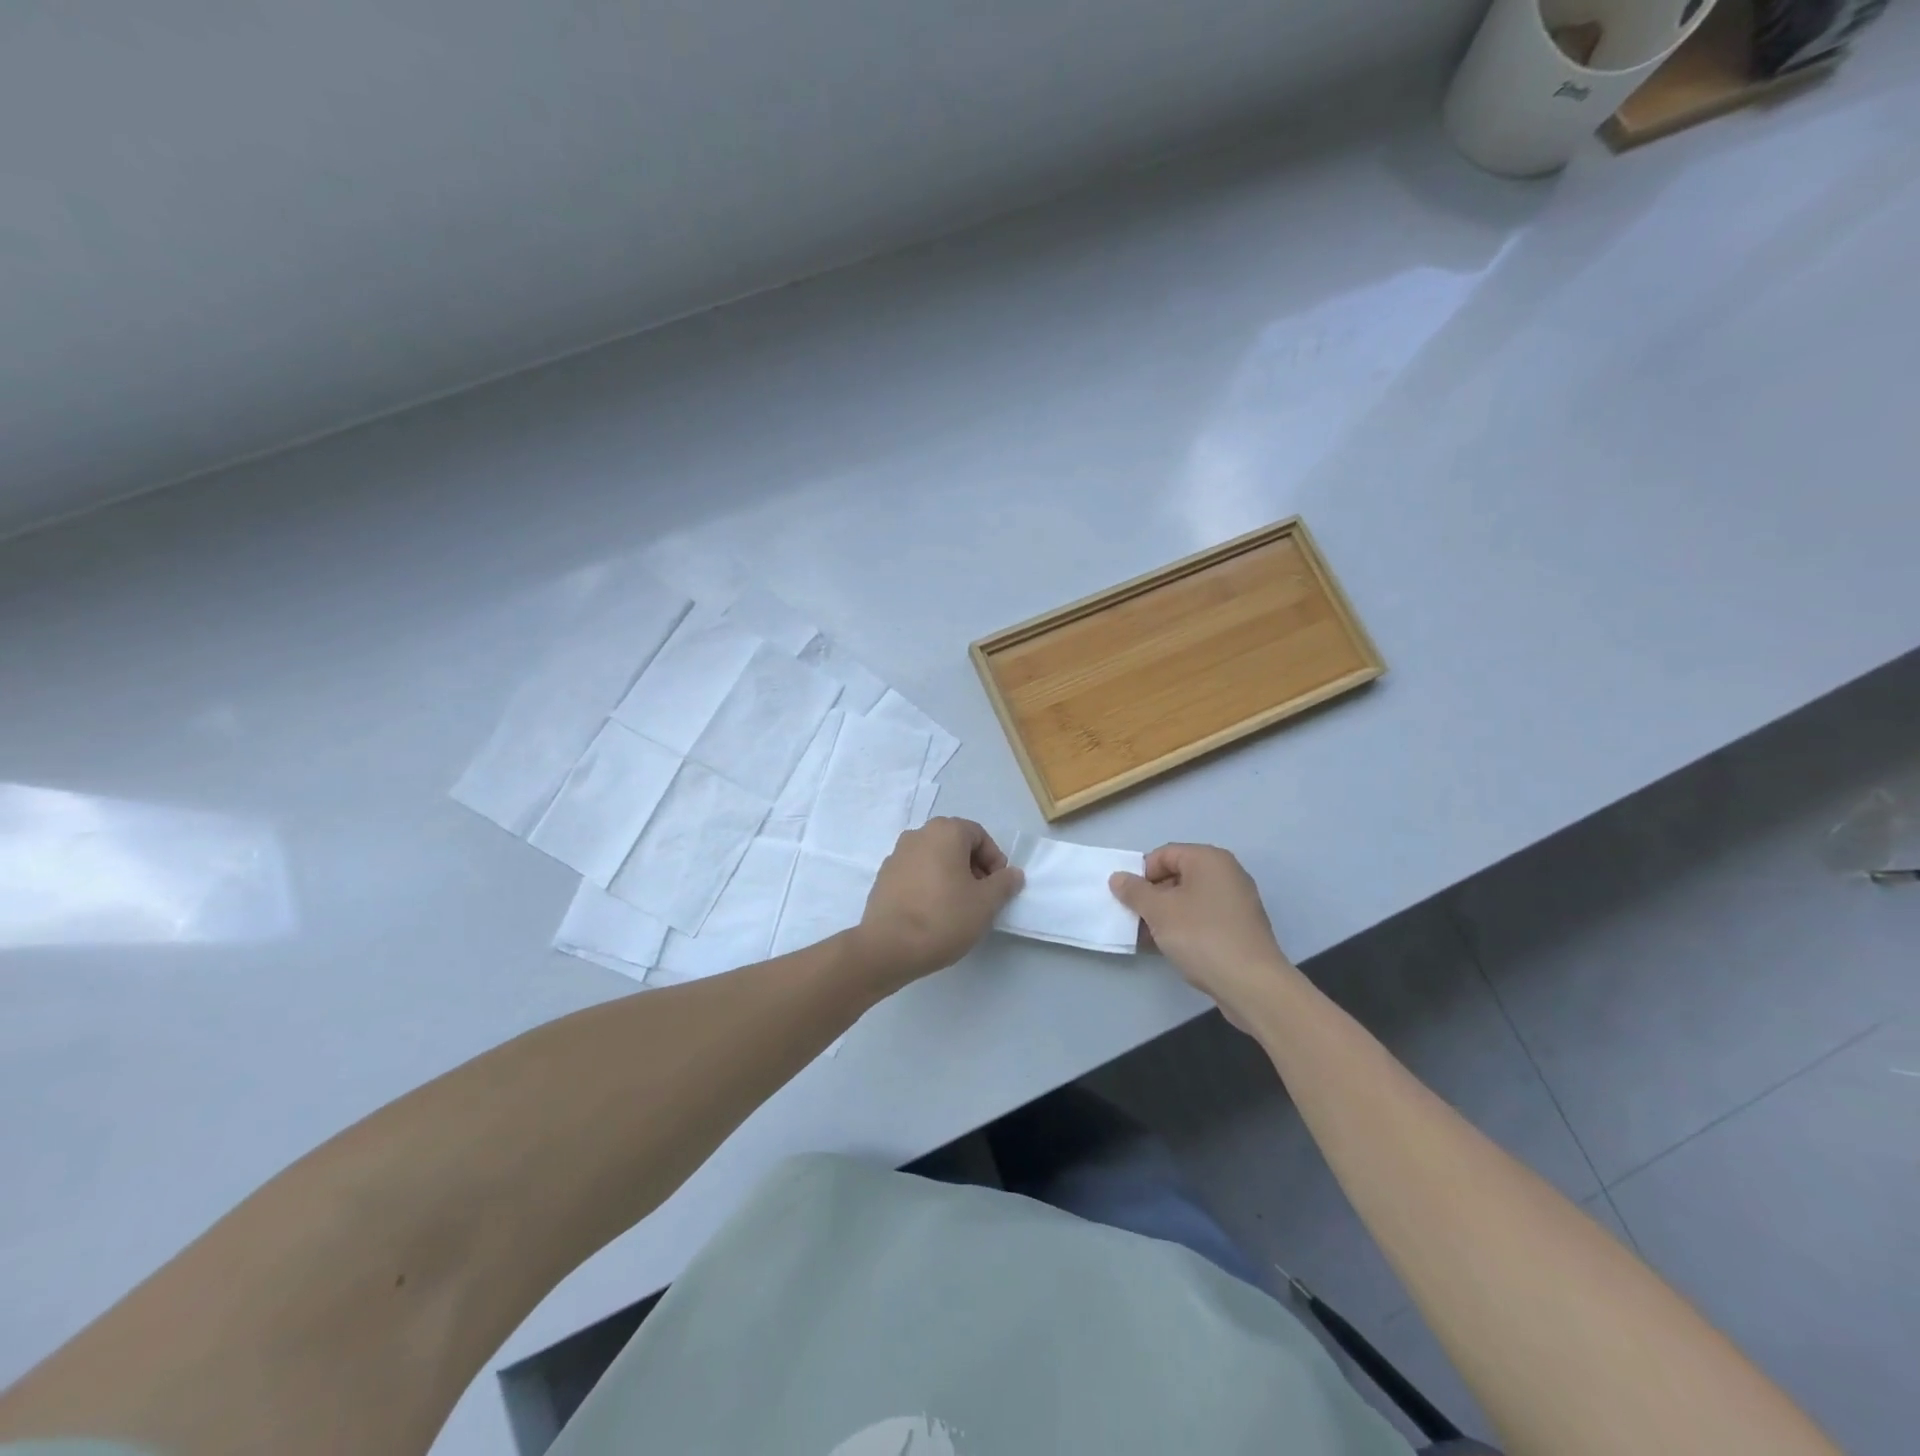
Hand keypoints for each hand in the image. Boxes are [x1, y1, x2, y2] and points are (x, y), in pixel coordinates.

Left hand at [849, 818, 1023, 990]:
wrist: (888, 947)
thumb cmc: (943, 918)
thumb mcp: (986, 903)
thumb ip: (1004, 883)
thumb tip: (1012, 873)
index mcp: (944, 832)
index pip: (979, 835)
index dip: (994, 859)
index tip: (998, 887)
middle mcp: (918, 835)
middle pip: (955, 844)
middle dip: (973, 867)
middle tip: (981, 897)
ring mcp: (896, 855)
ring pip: (934, 858)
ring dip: (951, 876)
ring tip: (958, 907)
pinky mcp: (883, 877)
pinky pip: (915, 873)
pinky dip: (929, 885)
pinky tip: (933, 913)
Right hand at [1109, 844, 1291, 1014]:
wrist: (1252, 984)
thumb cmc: (1201, 936)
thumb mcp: (1159, 911)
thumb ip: (1134, 891)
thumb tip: (1118, 878)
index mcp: (1209, 859)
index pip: (1164, 854)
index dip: (1142, 874)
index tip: (1129, 899)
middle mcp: (1226, 873)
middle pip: (1177, 875)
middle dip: (1152, 896)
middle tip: (1136, 919)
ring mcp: (1237, 902)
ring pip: (1189, 900)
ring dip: (1165, 915)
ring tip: (1148, 937)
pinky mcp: (1240, 928)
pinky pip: (1204, 918)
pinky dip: (1185, 927)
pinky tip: (1170, 947)